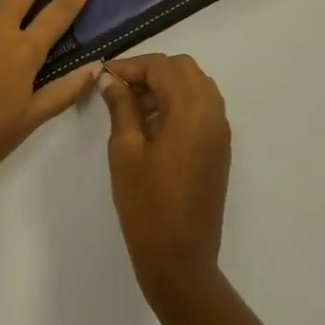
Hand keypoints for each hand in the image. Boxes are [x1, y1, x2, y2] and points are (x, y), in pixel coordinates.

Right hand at [101, 54, 231, 301]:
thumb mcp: (125, 150)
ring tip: (132, 107)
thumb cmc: (146, 204)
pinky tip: (152, 124)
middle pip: (183, 69)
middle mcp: (212, 112)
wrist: (181, 259)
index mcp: (191, 109)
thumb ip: (121, 106)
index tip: (104, 75)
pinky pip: (202, 108)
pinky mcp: (219, 148)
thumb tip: (111, 79)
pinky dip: (178, 103)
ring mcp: (219, 131)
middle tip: (119, 89)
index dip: (132, 66)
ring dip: (166, 86)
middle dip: (151, 72)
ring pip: (195, 86)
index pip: (162, 66)